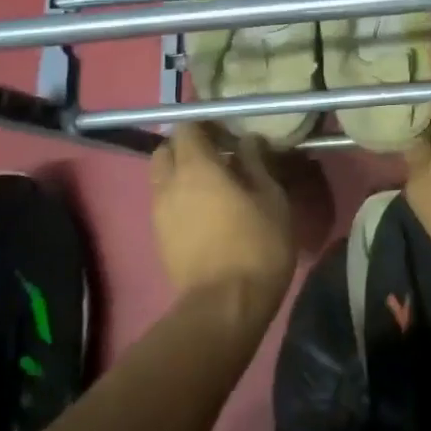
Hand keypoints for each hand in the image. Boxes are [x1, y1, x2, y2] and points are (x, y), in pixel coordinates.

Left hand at [150, 124, 295, 304]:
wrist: (225, 306)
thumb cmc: (256, 244)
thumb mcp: (271, 197)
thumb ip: (256, 163)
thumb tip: (248, 141)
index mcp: (195, 167)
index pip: (187, 128)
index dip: (205, 124)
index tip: (227, 131)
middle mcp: (169, 184)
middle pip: (165, 151)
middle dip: (186, 147)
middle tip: (217, 155)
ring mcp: (159, 214)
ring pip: (162, 179)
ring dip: (181, 174)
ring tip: (213, 186)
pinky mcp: (159, 239)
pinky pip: (164, 204)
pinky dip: (180, 198)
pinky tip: (206, 212)